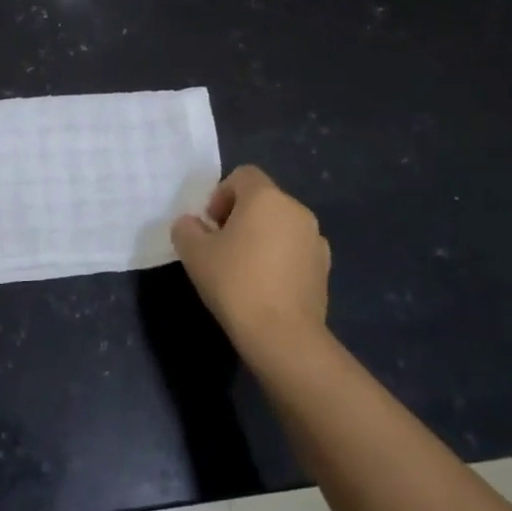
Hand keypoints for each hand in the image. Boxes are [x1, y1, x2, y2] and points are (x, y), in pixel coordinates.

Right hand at [171, 165, 331, 370]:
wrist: (282, 335)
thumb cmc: (235, 283)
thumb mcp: (193, 253)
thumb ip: (186, 229)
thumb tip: (192, 224)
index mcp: (266, 197)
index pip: (243, 175)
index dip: (221, 194)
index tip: (210, 225)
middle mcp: (296, 210)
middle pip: (263, 200)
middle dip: (240, 217)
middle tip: (221, 248)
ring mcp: (315, 239)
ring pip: (280, 226)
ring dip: (261, 237)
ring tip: (243, 270)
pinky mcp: (324, 268)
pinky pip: (295, 250)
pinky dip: (279, 259)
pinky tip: (265, 287)